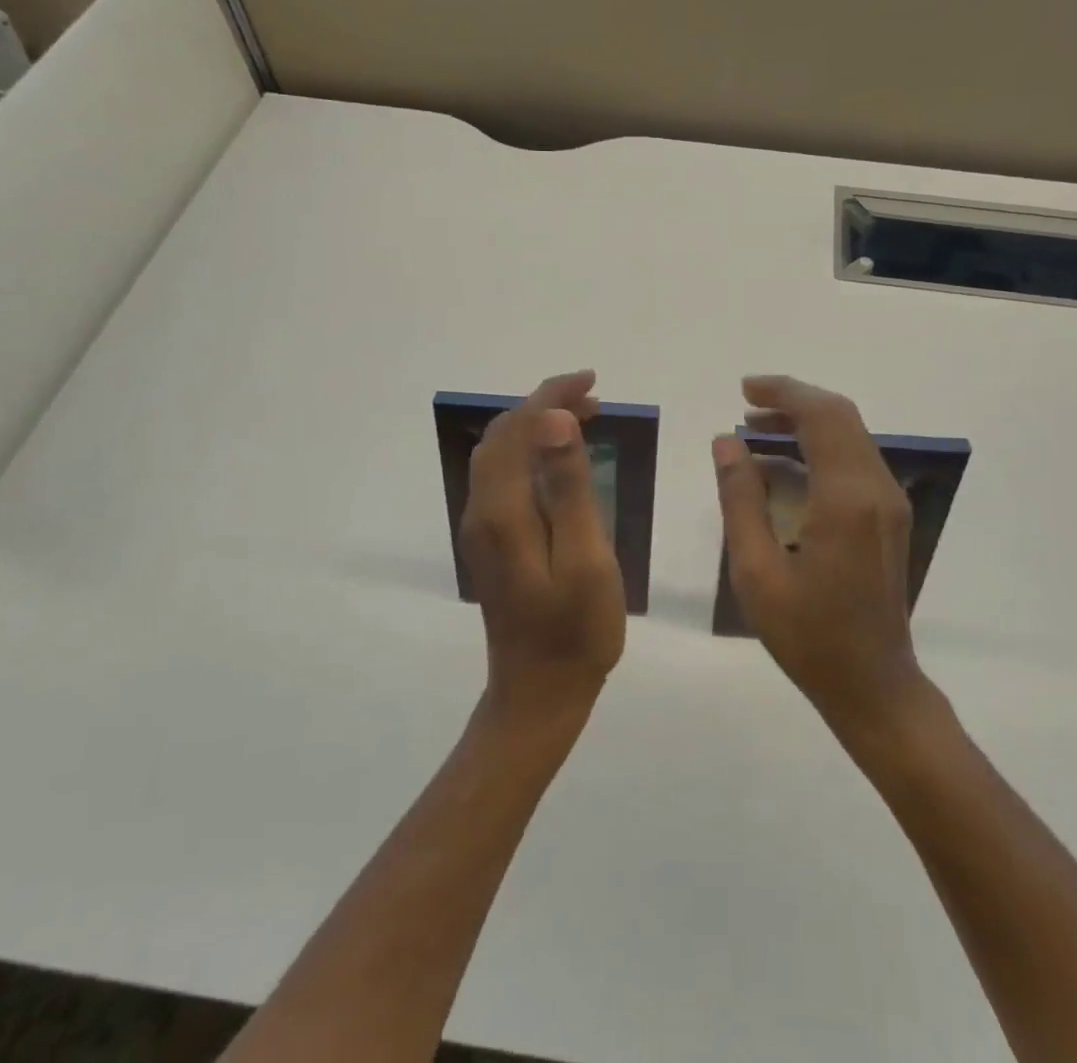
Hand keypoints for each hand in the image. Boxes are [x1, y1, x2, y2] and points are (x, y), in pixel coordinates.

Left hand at [460, 370, 625, 720]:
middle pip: (503, 437)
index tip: (590, 381)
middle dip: (544, 405)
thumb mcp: (586, 558)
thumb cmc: (575, 631)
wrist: (539, 694)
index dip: (551, 397)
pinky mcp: (492, 543)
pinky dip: (531, 452)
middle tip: (593, 397)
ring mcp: (483, 529)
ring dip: (537, 427)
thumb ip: (569, 488)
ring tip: (585, 417)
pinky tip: (561, 460)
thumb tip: (554, 420)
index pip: (518, 430)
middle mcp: (483, 511)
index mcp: (504, 511)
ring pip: (501, 455)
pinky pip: (505, 477)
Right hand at [714, 375, 925, 735]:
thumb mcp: (756, 571)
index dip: (784, 393)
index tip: (744, 389)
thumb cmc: (808, 635)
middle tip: (746, 405)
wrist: (873, 684)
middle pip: (841, 417)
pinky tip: (782, 466)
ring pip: (851, 436)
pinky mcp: (889, 517)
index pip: (822, 417)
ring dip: (806, 424)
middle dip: (793, 401)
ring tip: (755, 431)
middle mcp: (877, 489)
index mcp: (846, 499)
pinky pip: (854, 461)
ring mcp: (889, 503)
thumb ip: (739, 499)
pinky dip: (819, 448)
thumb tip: (726, 443)